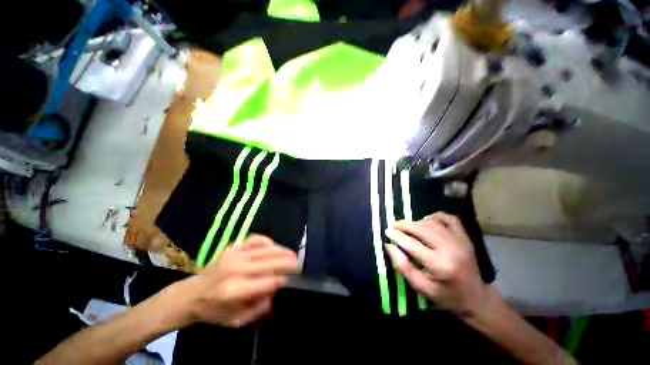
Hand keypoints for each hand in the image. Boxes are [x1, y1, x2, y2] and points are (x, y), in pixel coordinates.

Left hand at [175, 235, 297, 326]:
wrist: (191, 295)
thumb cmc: (214, 311)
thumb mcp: (237, 319)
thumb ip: (260, 307)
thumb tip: (277, 291)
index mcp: (234, 291)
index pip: (267, 282)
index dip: (283, 279)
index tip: (295, 278)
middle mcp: (235, 269)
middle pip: (269, 262)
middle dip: (287, 262)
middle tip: (300, 263)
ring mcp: (233, 255)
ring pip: (264, 249)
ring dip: (281, 251)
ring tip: (292, 254)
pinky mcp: (232, 247)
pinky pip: (254, 239)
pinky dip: (266, 241)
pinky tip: (273, 246)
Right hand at [385, 212, 488, 317]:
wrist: (477, 298)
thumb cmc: (446, 296)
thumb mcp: (421, 287)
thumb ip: (403, 266)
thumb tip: (389, 246)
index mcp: (440, 265)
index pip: (412, 244)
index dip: (397, 236)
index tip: (387, 231)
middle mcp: (451, 249)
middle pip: (421, 229)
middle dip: (404, 225)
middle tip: (394, 226)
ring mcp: (460, 241)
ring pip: (432, 223)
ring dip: (416, 222)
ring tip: (407, 226)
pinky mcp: (465, 237)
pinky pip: (448, 218)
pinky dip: (435, 217)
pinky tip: (427, 222)